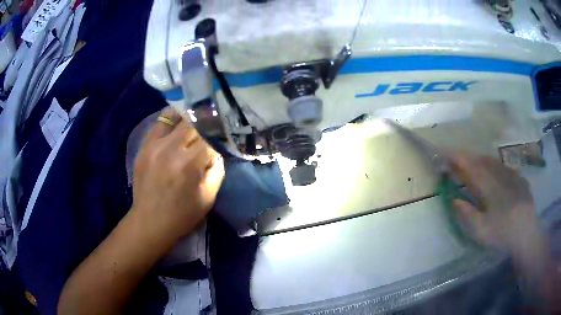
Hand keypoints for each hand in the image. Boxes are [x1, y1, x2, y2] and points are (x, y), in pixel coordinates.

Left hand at [131, 108, 224, 239]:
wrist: (150, 221)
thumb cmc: (182, 215)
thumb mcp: (208, 197)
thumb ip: (217, 170)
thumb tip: (217, 151)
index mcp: (189, 163)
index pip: (210, 137)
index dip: (219, 137)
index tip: (223, 139)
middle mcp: (172, 148)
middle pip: (195, 124)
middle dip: (207, 126)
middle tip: (213, 128)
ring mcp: (155, 144)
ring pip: (179, 118)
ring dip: (191, 119)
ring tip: (198, 120)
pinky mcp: (145, 145)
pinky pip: (160, 122)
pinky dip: (172, 118)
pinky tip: (179, 121)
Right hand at [450, 153, 539, 251]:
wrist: (526, 232)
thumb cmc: (502, 232)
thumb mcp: (480, 230)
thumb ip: (466, 214)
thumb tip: (454, 200)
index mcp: (488, 185)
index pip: (469, 166)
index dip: (457, 158)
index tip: (444, 154)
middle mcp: (499, 174)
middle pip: (480, 160)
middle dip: (467, 157)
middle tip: (456, 158)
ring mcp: (510, 175)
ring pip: (492, 161)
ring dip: (480, 159)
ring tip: (472, 161)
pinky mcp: (518, 179)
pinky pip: (503, 167)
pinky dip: (493, 165)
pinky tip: (494, 170)